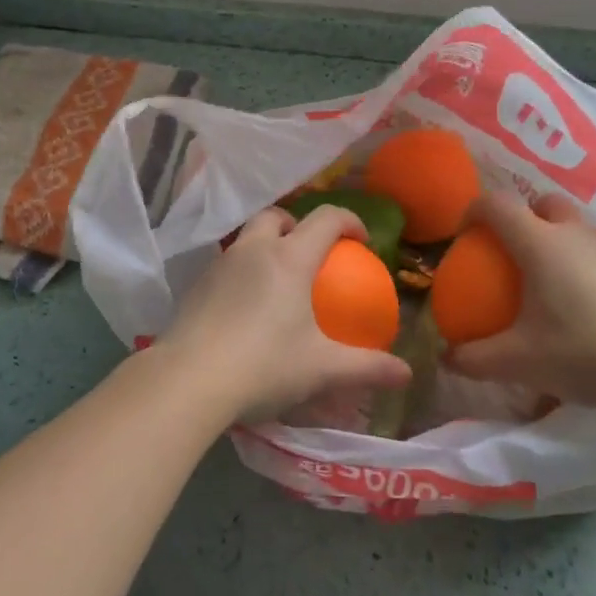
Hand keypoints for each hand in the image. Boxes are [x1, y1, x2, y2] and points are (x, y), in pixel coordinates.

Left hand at [155, 205, 411, 422]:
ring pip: (247, 238)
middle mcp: (253, 250)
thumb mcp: (321, 369)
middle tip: (311, 254)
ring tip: (278, 282)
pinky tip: (245, 308)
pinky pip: (227, 264)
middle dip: (298, 225)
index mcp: (289, 258)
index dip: (350, 221)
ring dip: (267, 246)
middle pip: (278, 216)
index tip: (362, 242)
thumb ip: (366, 368)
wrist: (189, 379)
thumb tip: (406, 374)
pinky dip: (243, 272)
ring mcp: (220, 265)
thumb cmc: (264, 366)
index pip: (326, 219)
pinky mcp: (196, 285)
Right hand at [445, 191, 595, 414]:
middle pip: (542, 204)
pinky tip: (588, 310)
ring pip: (575, 228)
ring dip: (556, 242)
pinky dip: (584, 266)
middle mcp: (575, 233)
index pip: (496, 204)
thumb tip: (447, 357)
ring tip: (549, 288)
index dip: (472, 212)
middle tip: (511, 256)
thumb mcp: (521, 362)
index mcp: (539, 243)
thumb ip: (476, 359)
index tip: (464, 238)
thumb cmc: (589, 351)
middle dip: (522, 218)